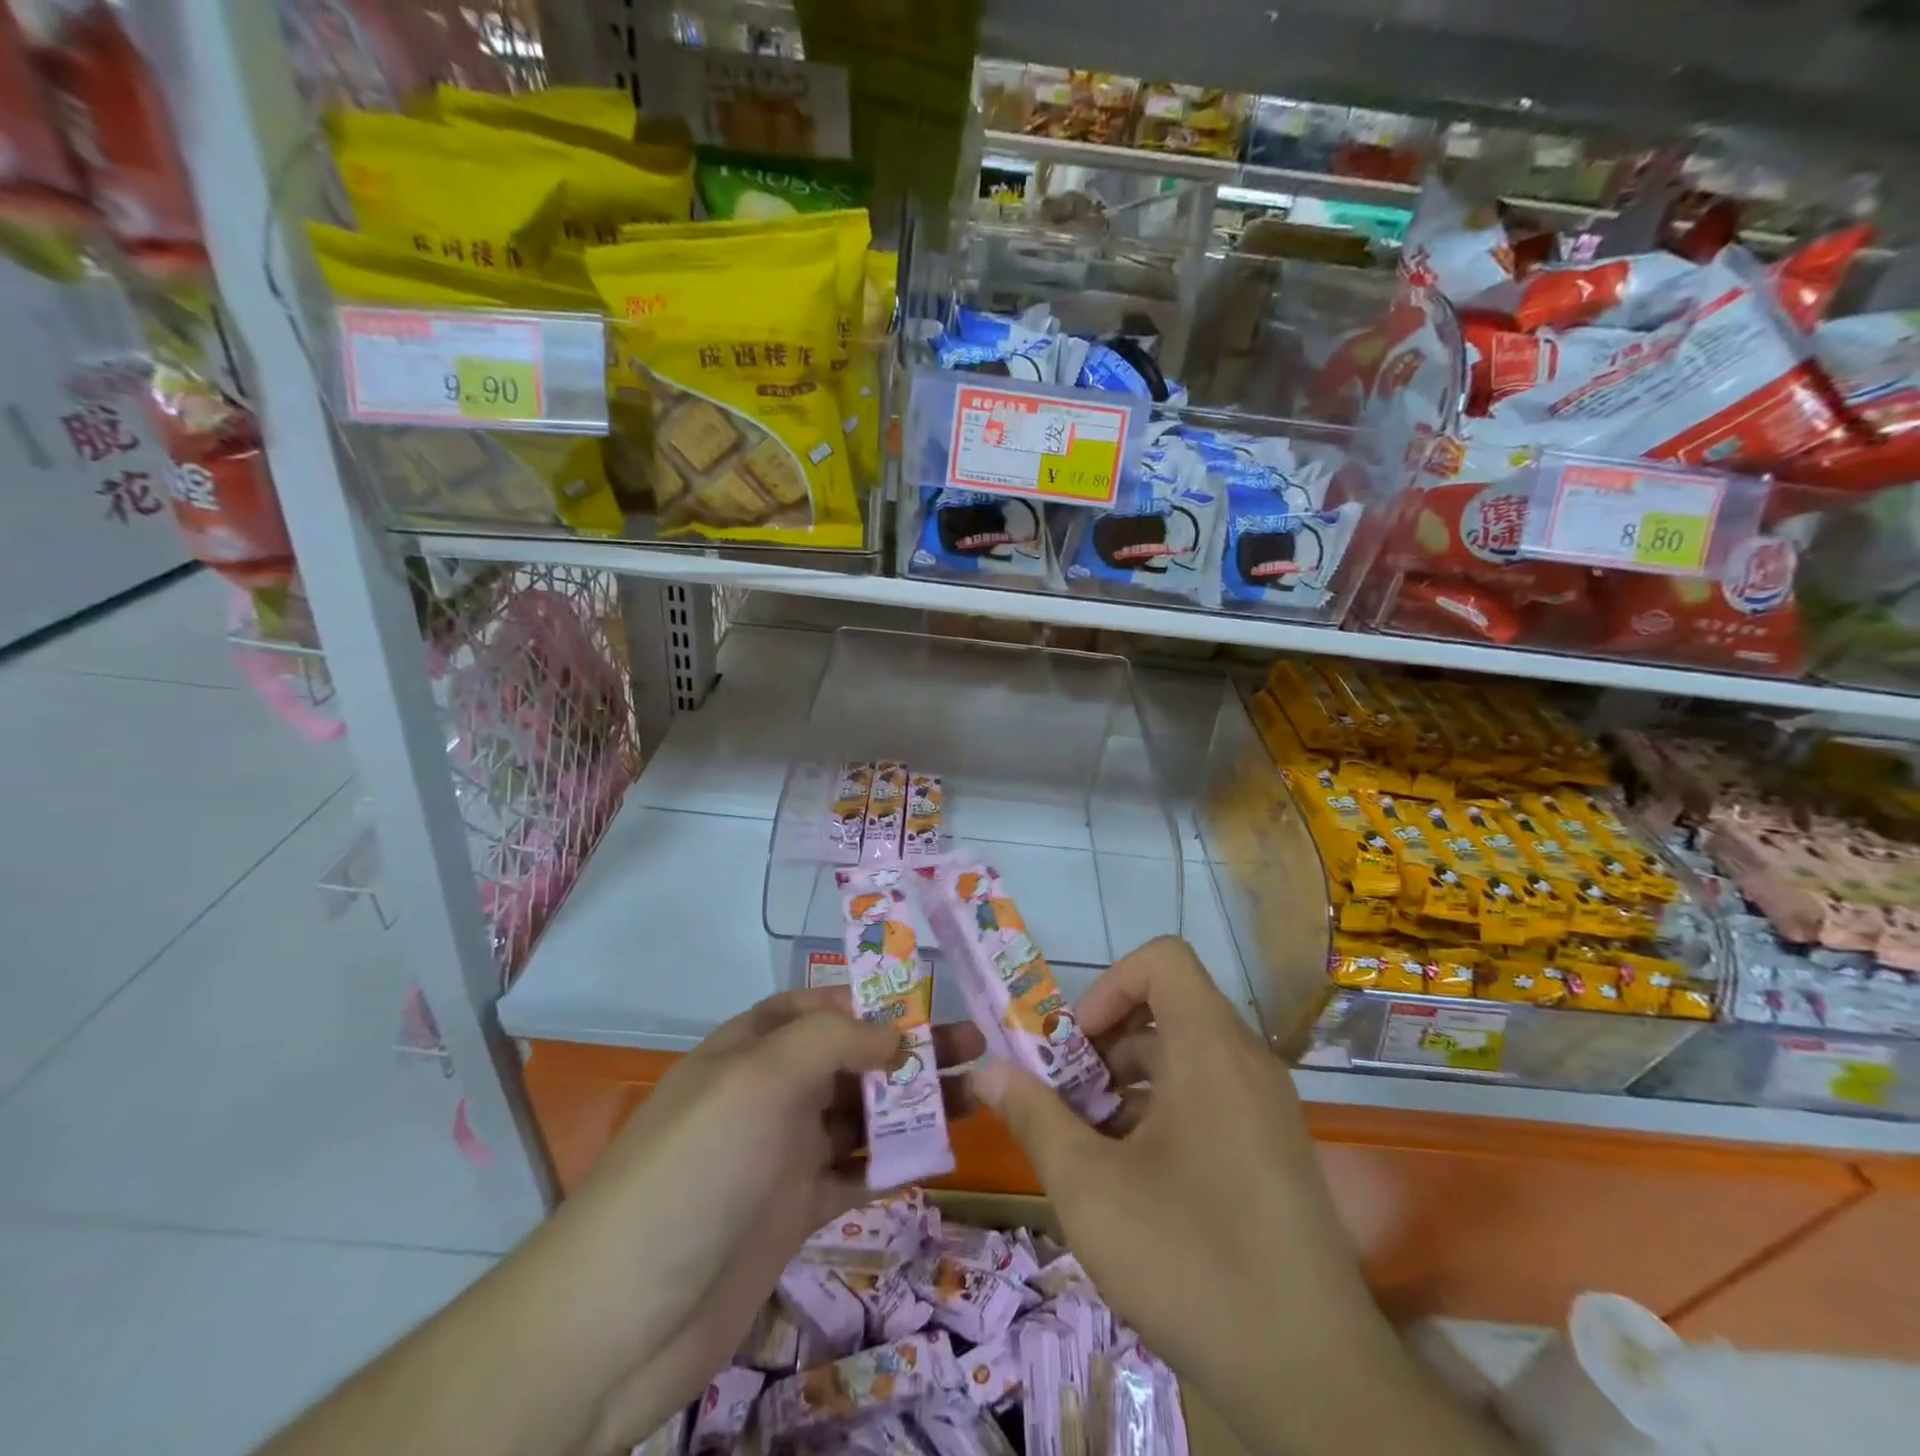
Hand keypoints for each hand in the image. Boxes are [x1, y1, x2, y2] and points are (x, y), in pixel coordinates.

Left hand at [562, 989, 980, 1454]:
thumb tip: (894, 1034)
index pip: (820, 1007)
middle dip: (910, 1050)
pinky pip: (856, 1174)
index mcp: (752, 1048)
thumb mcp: (758, 1079)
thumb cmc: (695, 1170)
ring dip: (913, 1105)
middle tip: (976, 1049)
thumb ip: (831, 1042)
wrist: (620, 1320)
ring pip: (862, 1115)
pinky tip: (938, 1156)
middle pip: (852, 1059)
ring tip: (978, 1097)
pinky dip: (893, 1162)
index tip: (931, 1004)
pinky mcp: (794, 1212)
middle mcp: (770, 1093)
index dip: (872, 1001)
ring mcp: (783, 1154)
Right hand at [972, 938, 1388, 1448]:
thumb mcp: (1090, 1189)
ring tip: (1088, 1141)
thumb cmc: (1193, 1263)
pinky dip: (1161, 1110)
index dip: (1110, 986)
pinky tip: (1131, 1176)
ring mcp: (1266, 1106)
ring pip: (1184, 1056)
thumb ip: (1034, 1117)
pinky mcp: (1273, 1147)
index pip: (1162, 960)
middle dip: (1104, 1042)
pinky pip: (1208, 1095)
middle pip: (1167, 1008)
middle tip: (1065, 1096)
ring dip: (1127, 1082)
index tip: (1077, 1046)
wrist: (1316, 1382)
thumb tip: (986, 1071)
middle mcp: (1247, 1062)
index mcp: (1211, 1050)